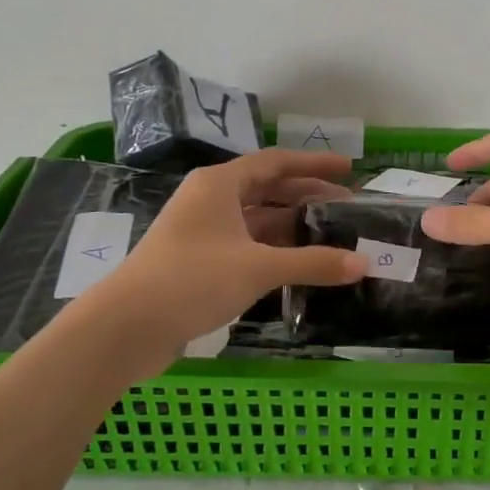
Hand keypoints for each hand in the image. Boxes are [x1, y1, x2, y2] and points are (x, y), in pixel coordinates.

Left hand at [95, 149, 367, 347]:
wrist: (125, 327)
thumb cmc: (192, 280)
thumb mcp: (258, 268)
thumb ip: (312, 263)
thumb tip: (363, 264)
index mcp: (220, 184)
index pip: (276, 162)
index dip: (314, 164)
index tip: (348, 169)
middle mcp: (210, 200)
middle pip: (267, 189)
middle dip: (307, 196)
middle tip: (347, 207)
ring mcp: (201, 232)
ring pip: (256, 219)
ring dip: (291, 225)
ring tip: (330, 236)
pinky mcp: (197, 261)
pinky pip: (245, 244)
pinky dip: (273, 250)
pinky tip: (297, 264)